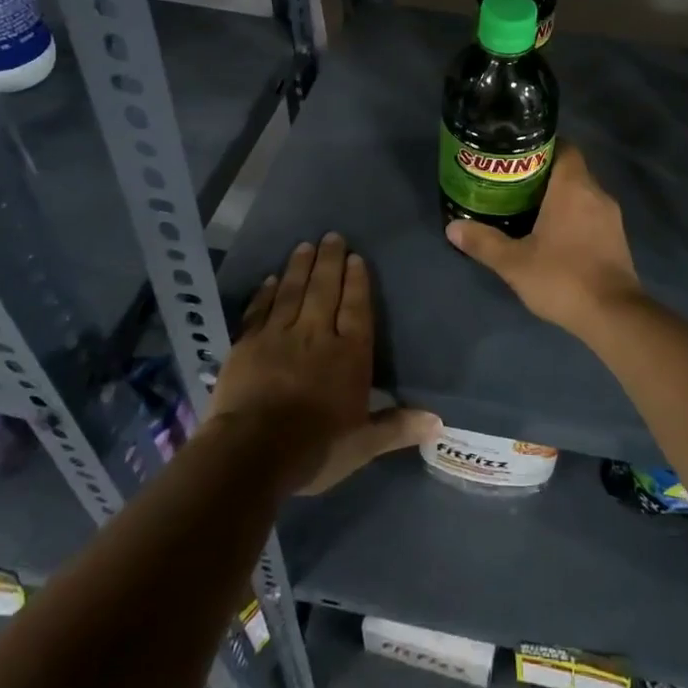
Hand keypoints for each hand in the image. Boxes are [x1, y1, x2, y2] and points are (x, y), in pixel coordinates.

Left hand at [206, 233, 438, 494]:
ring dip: (300, 267)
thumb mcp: (363, 444)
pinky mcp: (247, 344)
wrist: (253, 452)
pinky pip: (260, 310)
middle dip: (330, 261)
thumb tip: (440, 422)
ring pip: (292, 292)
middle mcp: (316, 335)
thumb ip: (397, 427)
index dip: (357, 282)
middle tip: (332, 236)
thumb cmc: (316, 448)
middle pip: (325, 290)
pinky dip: (266, 293)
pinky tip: (270, 279)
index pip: (356, 309)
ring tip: (305, 245)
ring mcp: (279, 336)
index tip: (356, 257)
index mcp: (349, 355)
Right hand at [444, 143, 643, 334]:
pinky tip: (554, 236)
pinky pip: (592, 215)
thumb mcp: (514, 262)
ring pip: (582, 194)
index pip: (564, 147)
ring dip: (559, 198)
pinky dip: (574, 217)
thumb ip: (483, 242)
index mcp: (573, 187)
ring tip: (528, 210)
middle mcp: (597, 194)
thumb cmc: (562, 278)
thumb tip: (452, 227)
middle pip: (570, 170)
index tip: (517, 157)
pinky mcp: (617, 239)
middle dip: (544, 174)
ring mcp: (611, 217)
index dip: (542, 147)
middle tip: (513, 185)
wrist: (614, 316)